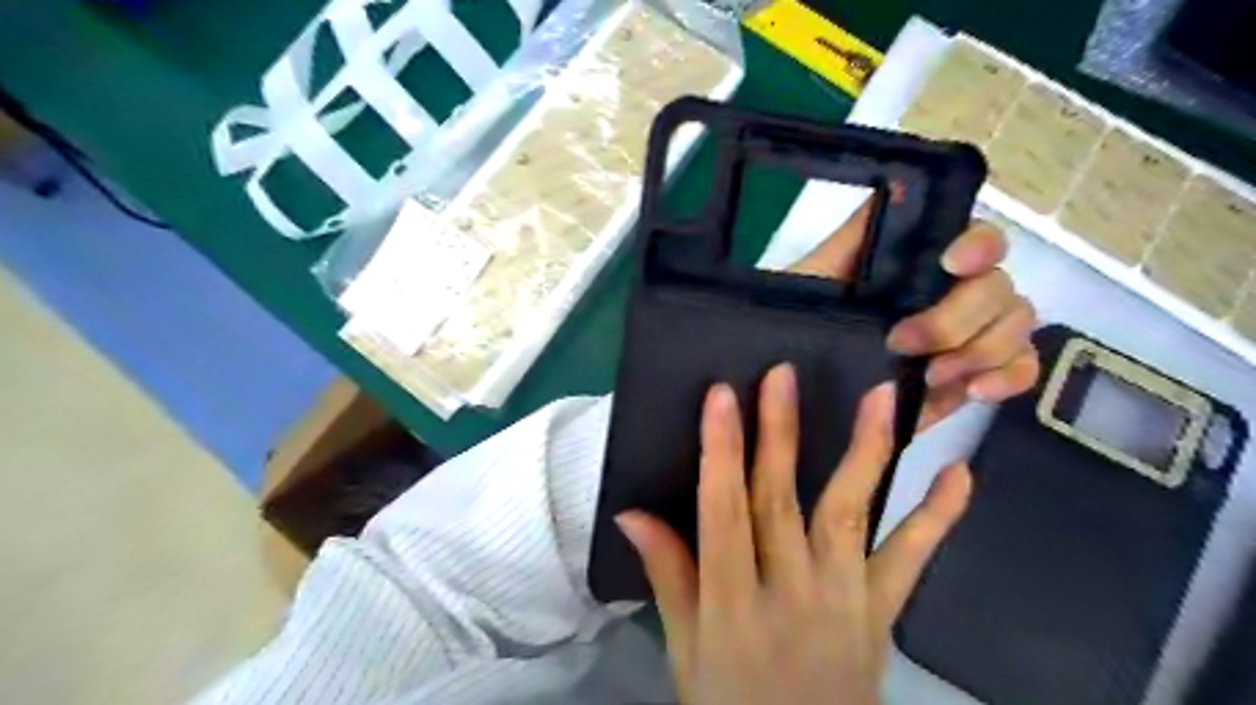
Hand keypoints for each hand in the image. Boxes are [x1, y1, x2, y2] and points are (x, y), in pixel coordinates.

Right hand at [613, 367, 964, 701]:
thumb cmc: (731, 702)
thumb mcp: (685, 650)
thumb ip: (668, 577)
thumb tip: (631, 514)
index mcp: (732, 603)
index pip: (723, 513)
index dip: (721, 452)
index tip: (721, 397)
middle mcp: (789, 592)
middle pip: (781, 501)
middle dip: (779, 433)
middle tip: (782, 376)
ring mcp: (844, 599)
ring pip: (851, 514)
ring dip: (866, 453)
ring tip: (879, 398)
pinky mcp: (882, 611)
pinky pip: (912, 559)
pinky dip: (938, 516)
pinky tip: (959, 473)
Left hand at [789, 200, 1036, 426]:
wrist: (802, 383)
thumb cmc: (805, 320)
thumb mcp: (815, 277)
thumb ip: (854, 235)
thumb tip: (899, 183)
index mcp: (923, 263)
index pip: (979, 237)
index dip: (978, 245)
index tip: (951, 264)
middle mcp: (957, 290)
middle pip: (999, 287)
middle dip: (956, 319)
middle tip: (903, 344)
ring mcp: (974, 333)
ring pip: (1017, 324)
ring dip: (981, 351)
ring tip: (930, 376)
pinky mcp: (977, 375)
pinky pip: (1022, 369)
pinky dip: (1009, 379)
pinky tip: (973, 391)